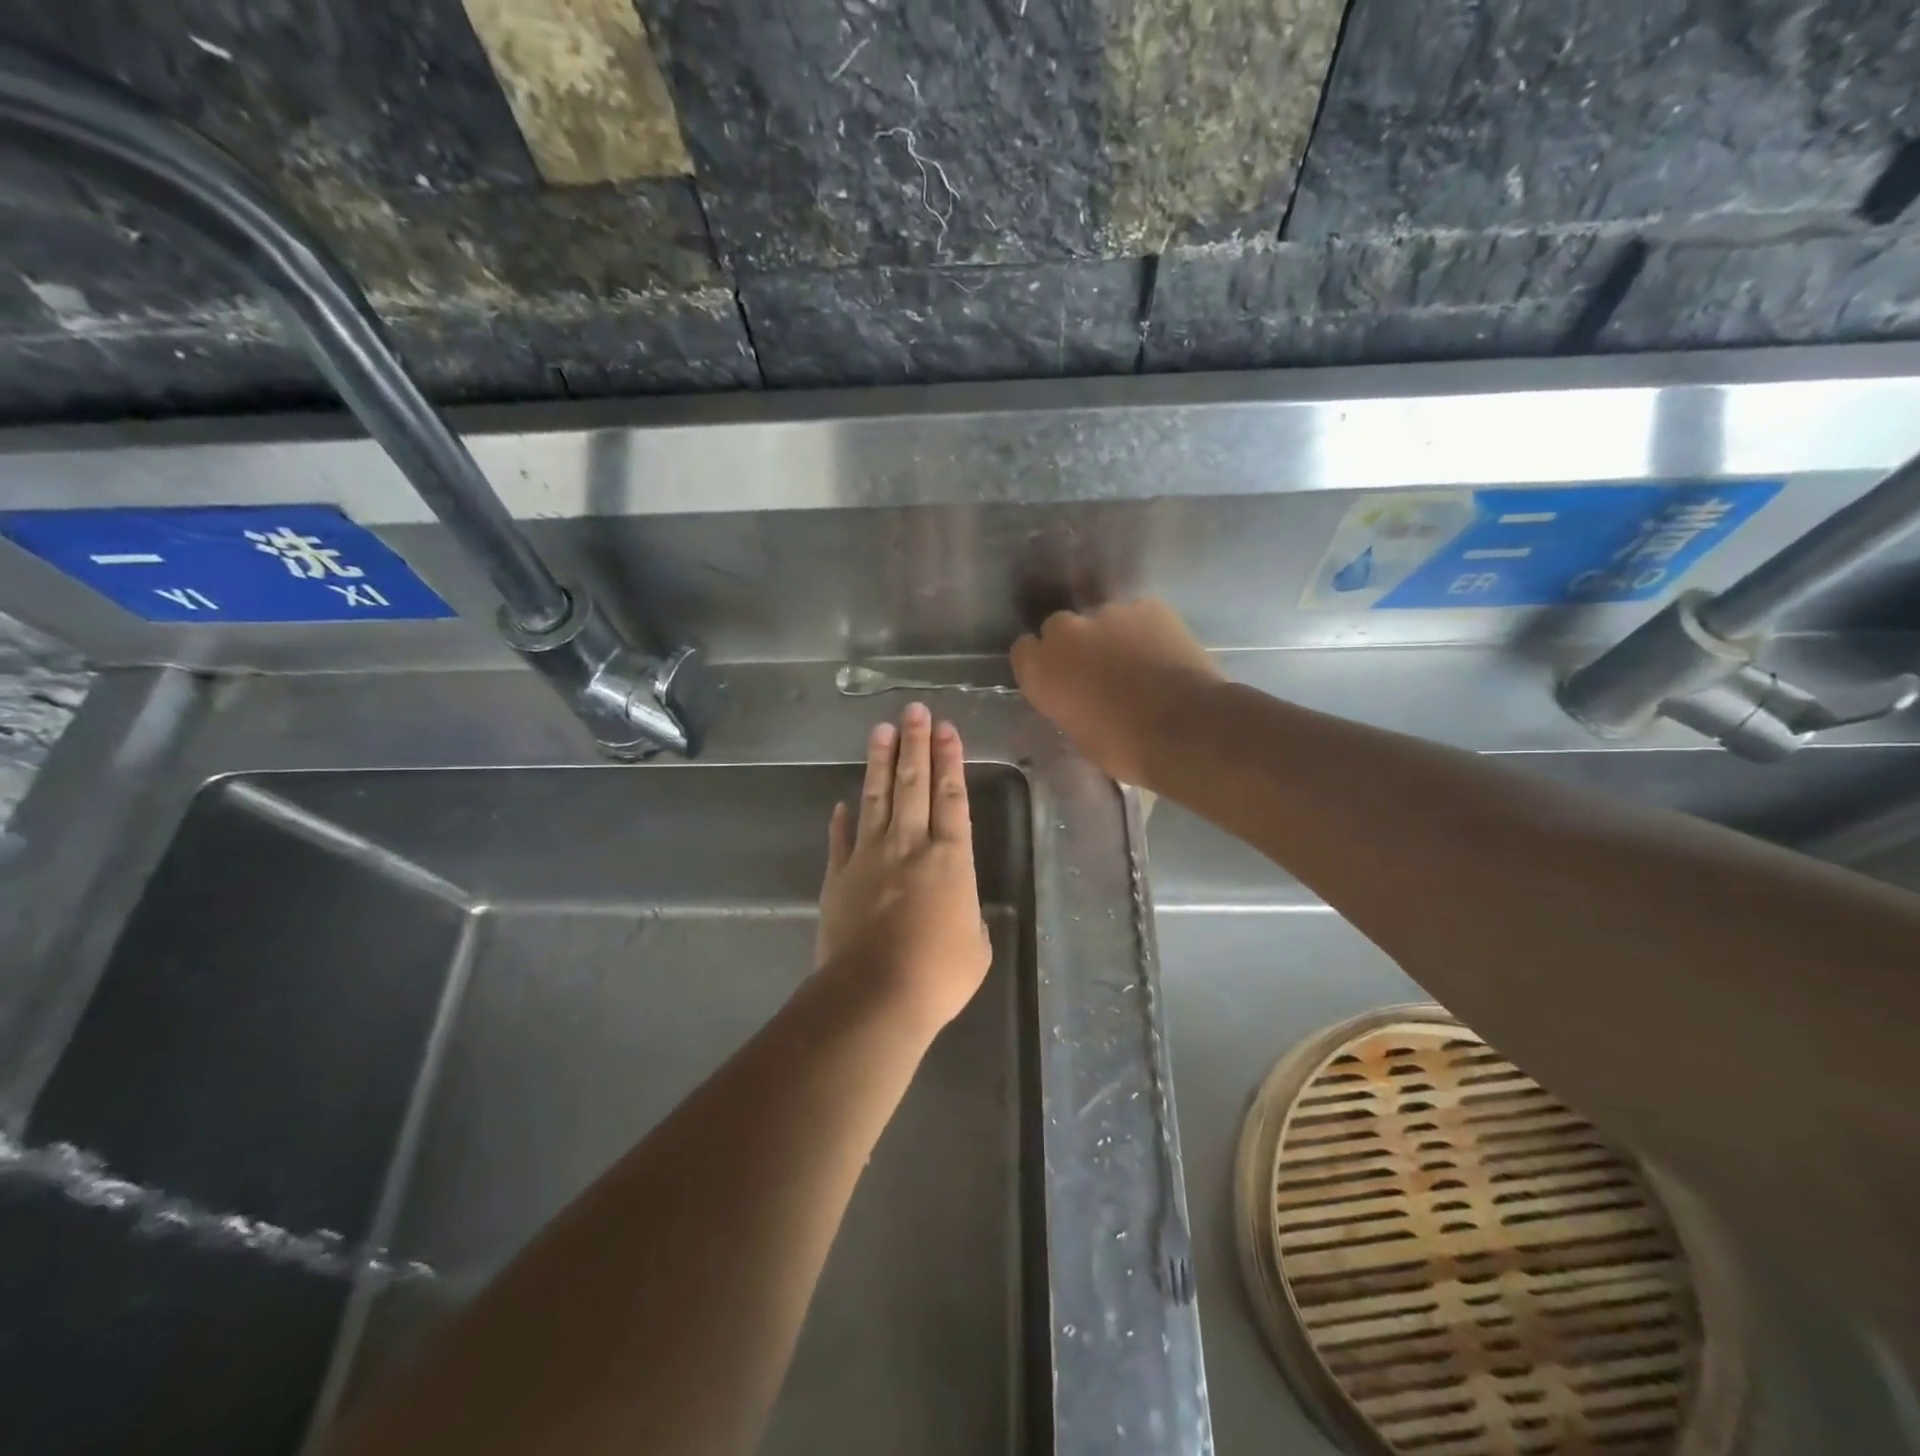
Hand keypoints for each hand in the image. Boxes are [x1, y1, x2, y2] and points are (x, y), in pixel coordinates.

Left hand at [816, 703, 990, 1035]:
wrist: (875, 994)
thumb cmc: (938, 974)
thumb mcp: (976, 947)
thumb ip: (968, 917)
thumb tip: (958, 907)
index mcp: (949, 858)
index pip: (951, 796)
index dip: (950, 760)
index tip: (946, 728)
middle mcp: (909, 845)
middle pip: (913, 784)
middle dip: (915, 744)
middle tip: (913, 710)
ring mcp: (869, 857)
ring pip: (876, 799)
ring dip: (880, 763)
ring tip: (880, 730)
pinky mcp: (839, 877)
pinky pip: (840, 840)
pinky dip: (841, 820)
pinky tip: (840, 802)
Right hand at [1010, 599, 1224, 787]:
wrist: (1186, 728)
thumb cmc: (1125, 747)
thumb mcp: (1078, 733)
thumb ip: (1067, 702)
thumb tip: (1076, 695)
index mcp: (1041, 669)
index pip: (1023, 651)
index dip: (1041, 663)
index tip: (1057, 679)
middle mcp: (1067, 632)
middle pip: (1059, 628)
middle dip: (1074, 645)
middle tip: (1097, 670)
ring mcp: (1109, 613)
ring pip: (1102, 620)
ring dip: (1111, 637)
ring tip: (1137, 663)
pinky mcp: (1148, 606)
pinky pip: (1138, 616)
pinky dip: (1145, 631)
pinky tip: (1162, 654)